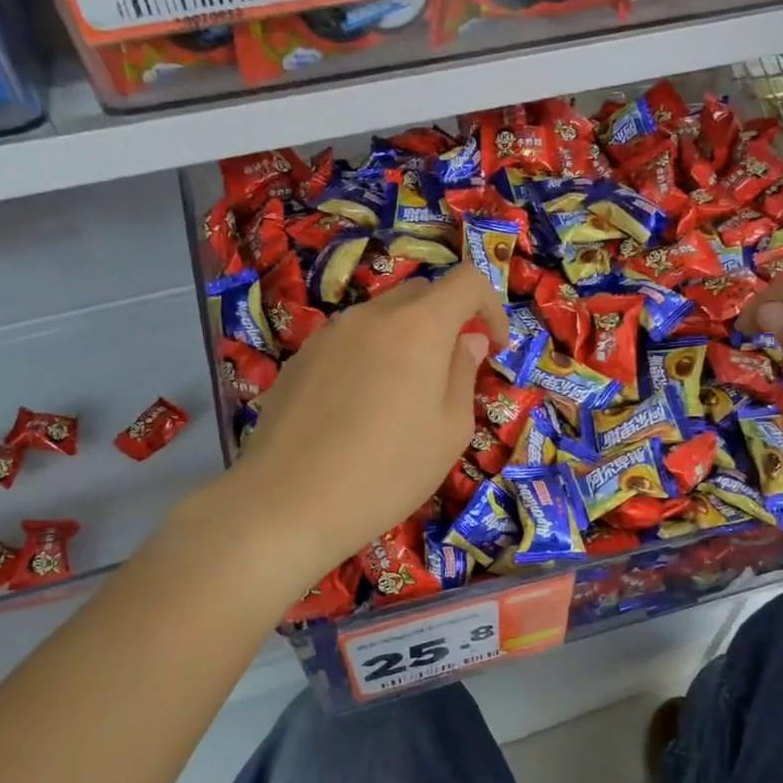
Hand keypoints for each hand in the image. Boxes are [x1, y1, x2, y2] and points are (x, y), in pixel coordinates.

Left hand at [239, 266, 509, 578]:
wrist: (290, 501)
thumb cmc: (389, 471)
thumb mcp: (450, 430)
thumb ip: (464, 373)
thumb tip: (467, 340)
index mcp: (419, 326)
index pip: (467, 281)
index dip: (490, 306)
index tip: (493, 347)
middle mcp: (372, 315)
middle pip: (421, 294)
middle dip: (447, 322)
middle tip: (449, 373)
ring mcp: (329, 333)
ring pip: (381, 318)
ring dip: (405, 340)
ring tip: (400, 397)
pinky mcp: (300, 357)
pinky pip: (348, 342)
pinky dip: (368, 357)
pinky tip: (357, 410)